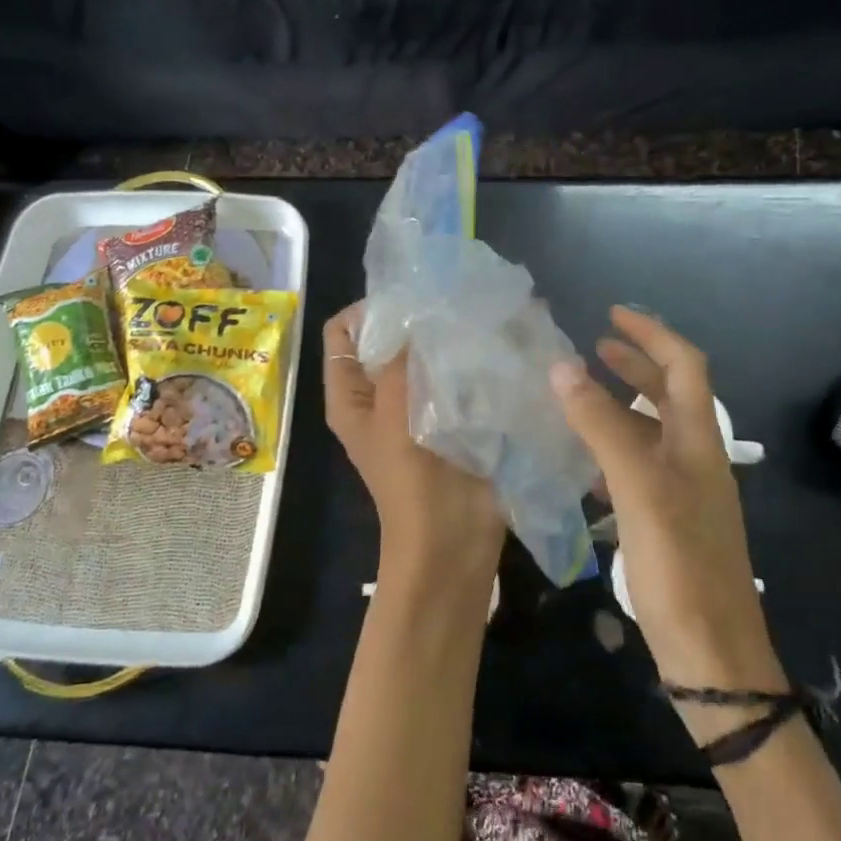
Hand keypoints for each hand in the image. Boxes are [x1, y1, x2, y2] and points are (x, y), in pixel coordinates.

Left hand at [323, 303, 505, 597]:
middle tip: (454, 298)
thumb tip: (415, 309)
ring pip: (426, 358)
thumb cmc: (413, 483)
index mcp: (351, 396)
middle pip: (388, 342)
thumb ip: (401, 360)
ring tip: (480, 314)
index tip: (408, 296)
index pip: (342, 333)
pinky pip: (456, 378)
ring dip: (447, 339)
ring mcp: (417, 409)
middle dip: (416, 320)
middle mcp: (380, 397)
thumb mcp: (395, 416)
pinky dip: (470, 361)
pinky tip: (497, 343)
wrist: (452, 544)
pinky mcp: (452, 419)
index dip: (367, 309)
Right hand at [551, 307, 786, 739]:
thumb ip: (602, 426)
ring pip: (653, 431)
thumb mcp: (639, 487)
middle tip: (596, 346)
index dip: (652, 335)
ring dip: (622, 404)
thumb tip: (563, 367)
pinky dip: (613, 448)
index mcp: (699, 442)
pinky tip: (584, 462)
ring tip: (581, 393)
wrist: (713, 655)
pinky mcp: (668, 523)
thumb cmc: (680, 565)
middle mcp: (697, 460)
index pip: (684, 367)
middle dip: (637, 364)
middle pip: (672, 395)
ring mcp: (684, 493)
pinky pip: (639, 468)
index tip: (612, 315)